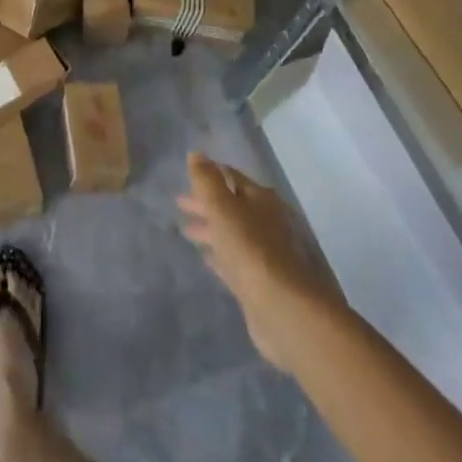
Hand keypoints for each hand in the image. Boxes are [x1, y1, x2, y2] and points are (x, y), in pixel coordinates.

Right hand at [179, 152, 342, 375]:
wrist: (281, 307)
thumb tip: (196, 153)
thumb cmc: (249, 247)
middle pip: (231, 206)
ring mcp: (264, 252)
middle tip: (179, 203)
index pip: (231, 177)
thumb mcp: (222, 206)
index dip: (210, 174)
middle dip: (205, 203)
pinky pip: (233, 259)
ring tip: (185, 230)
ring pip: (231, 233)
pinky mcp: (259, 281)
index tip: (188, 175)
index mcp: (260, 198)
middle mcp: (266, 221)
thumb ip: (206, 179)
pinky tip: (205, 257)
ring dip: (210, 229)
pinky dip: (219, 254)